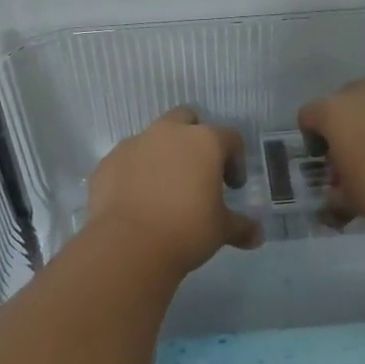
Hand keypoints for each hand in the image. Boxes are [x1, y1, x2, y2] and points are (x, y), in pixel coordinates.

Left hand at [87, 107, 263, 275]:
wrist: (128, 245)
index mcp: (204, 141)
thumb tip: (257, 236)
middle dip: (194, 138)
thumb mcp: (221, 230)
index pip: (230, 137)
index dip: (235, 160)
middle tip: (197, 171)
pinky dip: (134, 172)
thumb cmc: (186, 230)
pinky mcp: (107, 162)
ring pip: (153, 137)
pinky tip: (137, 200)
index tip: (232, 186)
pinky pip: (127, 160)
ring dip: (162, 155)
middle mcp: (168, 133)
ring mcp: (134, 144)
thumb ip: (241, 227)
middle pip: (186, 119)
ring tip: (164, 189)